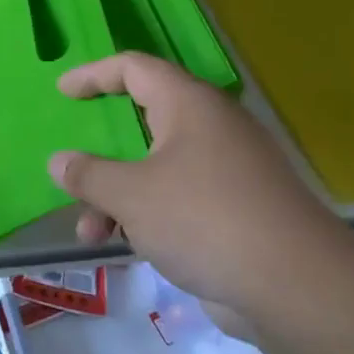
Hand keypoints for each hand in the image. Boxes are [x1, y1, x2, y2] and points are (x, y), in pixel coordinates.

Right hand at [49, 52, 352, 316]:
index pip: (133, 68)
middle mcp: (210, 128)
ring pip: (156, 168)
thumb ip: (88, 175)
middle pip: (143, 122)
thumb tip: (59, 161)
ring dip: (117, 194)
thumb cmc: (203, 218)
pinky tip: (124, 246)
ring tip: (90, 232)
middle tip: (75, 161)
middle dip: (102, 151)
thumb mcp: (131, 194)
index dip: (93, 74)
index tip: (62, 92)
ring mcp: (227, 170)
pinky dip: (145, 213)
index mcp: (189, 105)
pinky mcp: (235, 210)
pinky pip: (177, 198)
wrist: (295, 286)